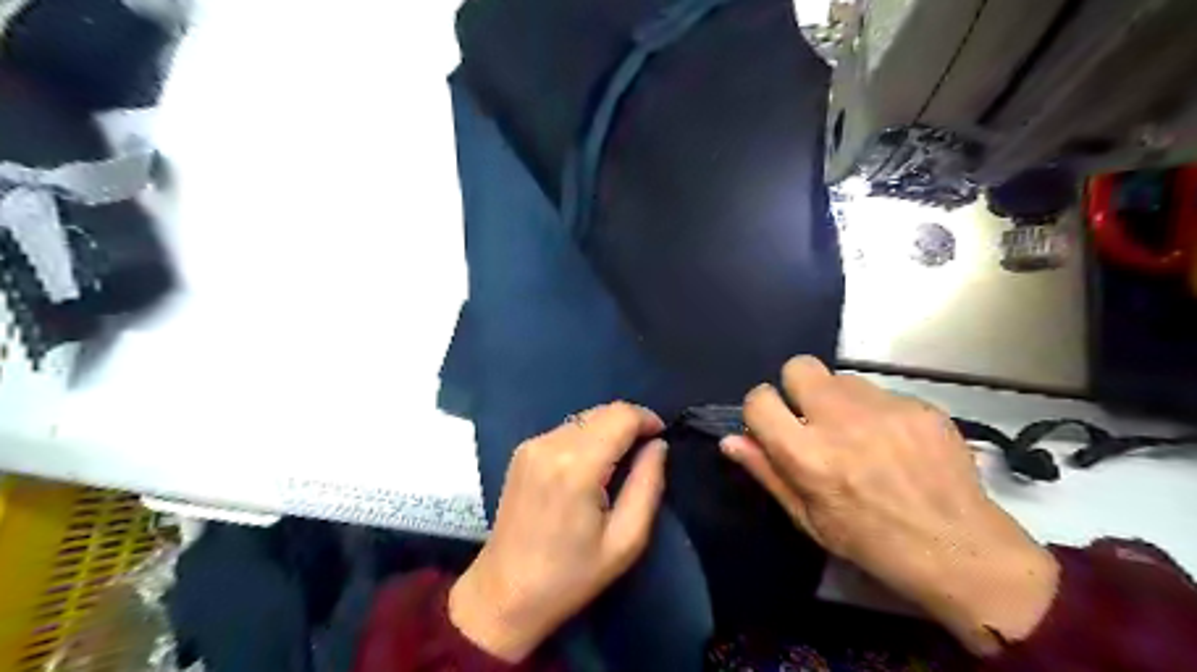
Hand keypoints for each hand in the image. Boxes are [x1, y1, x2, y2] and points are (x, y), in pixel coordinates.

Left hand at [451, 403, 669, 660]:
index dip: (647, 419)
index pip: (620, 415)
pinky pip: (566, 429)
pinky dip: (587, 437)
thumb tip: (658, 445)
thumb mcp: (626, 540)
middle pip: (602, 411)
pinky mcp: (521, 451)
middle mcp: (550, 444)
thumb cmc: (571, 575)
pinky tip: (591, 466)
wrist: (505, 594)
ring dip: (608, 429)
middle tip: (645, 453)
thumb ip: (648, 485)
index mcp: (577, 465)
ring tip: (620, 461)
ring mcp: (531, 445)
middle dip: (629, 423)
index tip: (661, 438)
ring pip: (584, 417)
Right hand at [720, 357, 1054, 656]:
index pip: (759, 399)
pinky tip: (896, 443)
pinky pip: (882, 393)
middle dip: (797, 387)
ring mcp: (884, 408)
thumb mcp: (808, 519)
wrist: (960, 549)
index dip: (760, 410)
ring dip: (840, 400)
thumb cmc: (871, 542)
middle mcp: (841, 420)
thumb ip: (766, 472)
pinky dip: (878, 412)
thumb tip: (730, 439)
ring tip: (860, 434)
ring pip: (842, 378)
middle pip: (799, 366)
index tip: (773, 426)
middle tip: (814, 419)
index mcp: (807, 454)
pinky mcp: (919, 405)